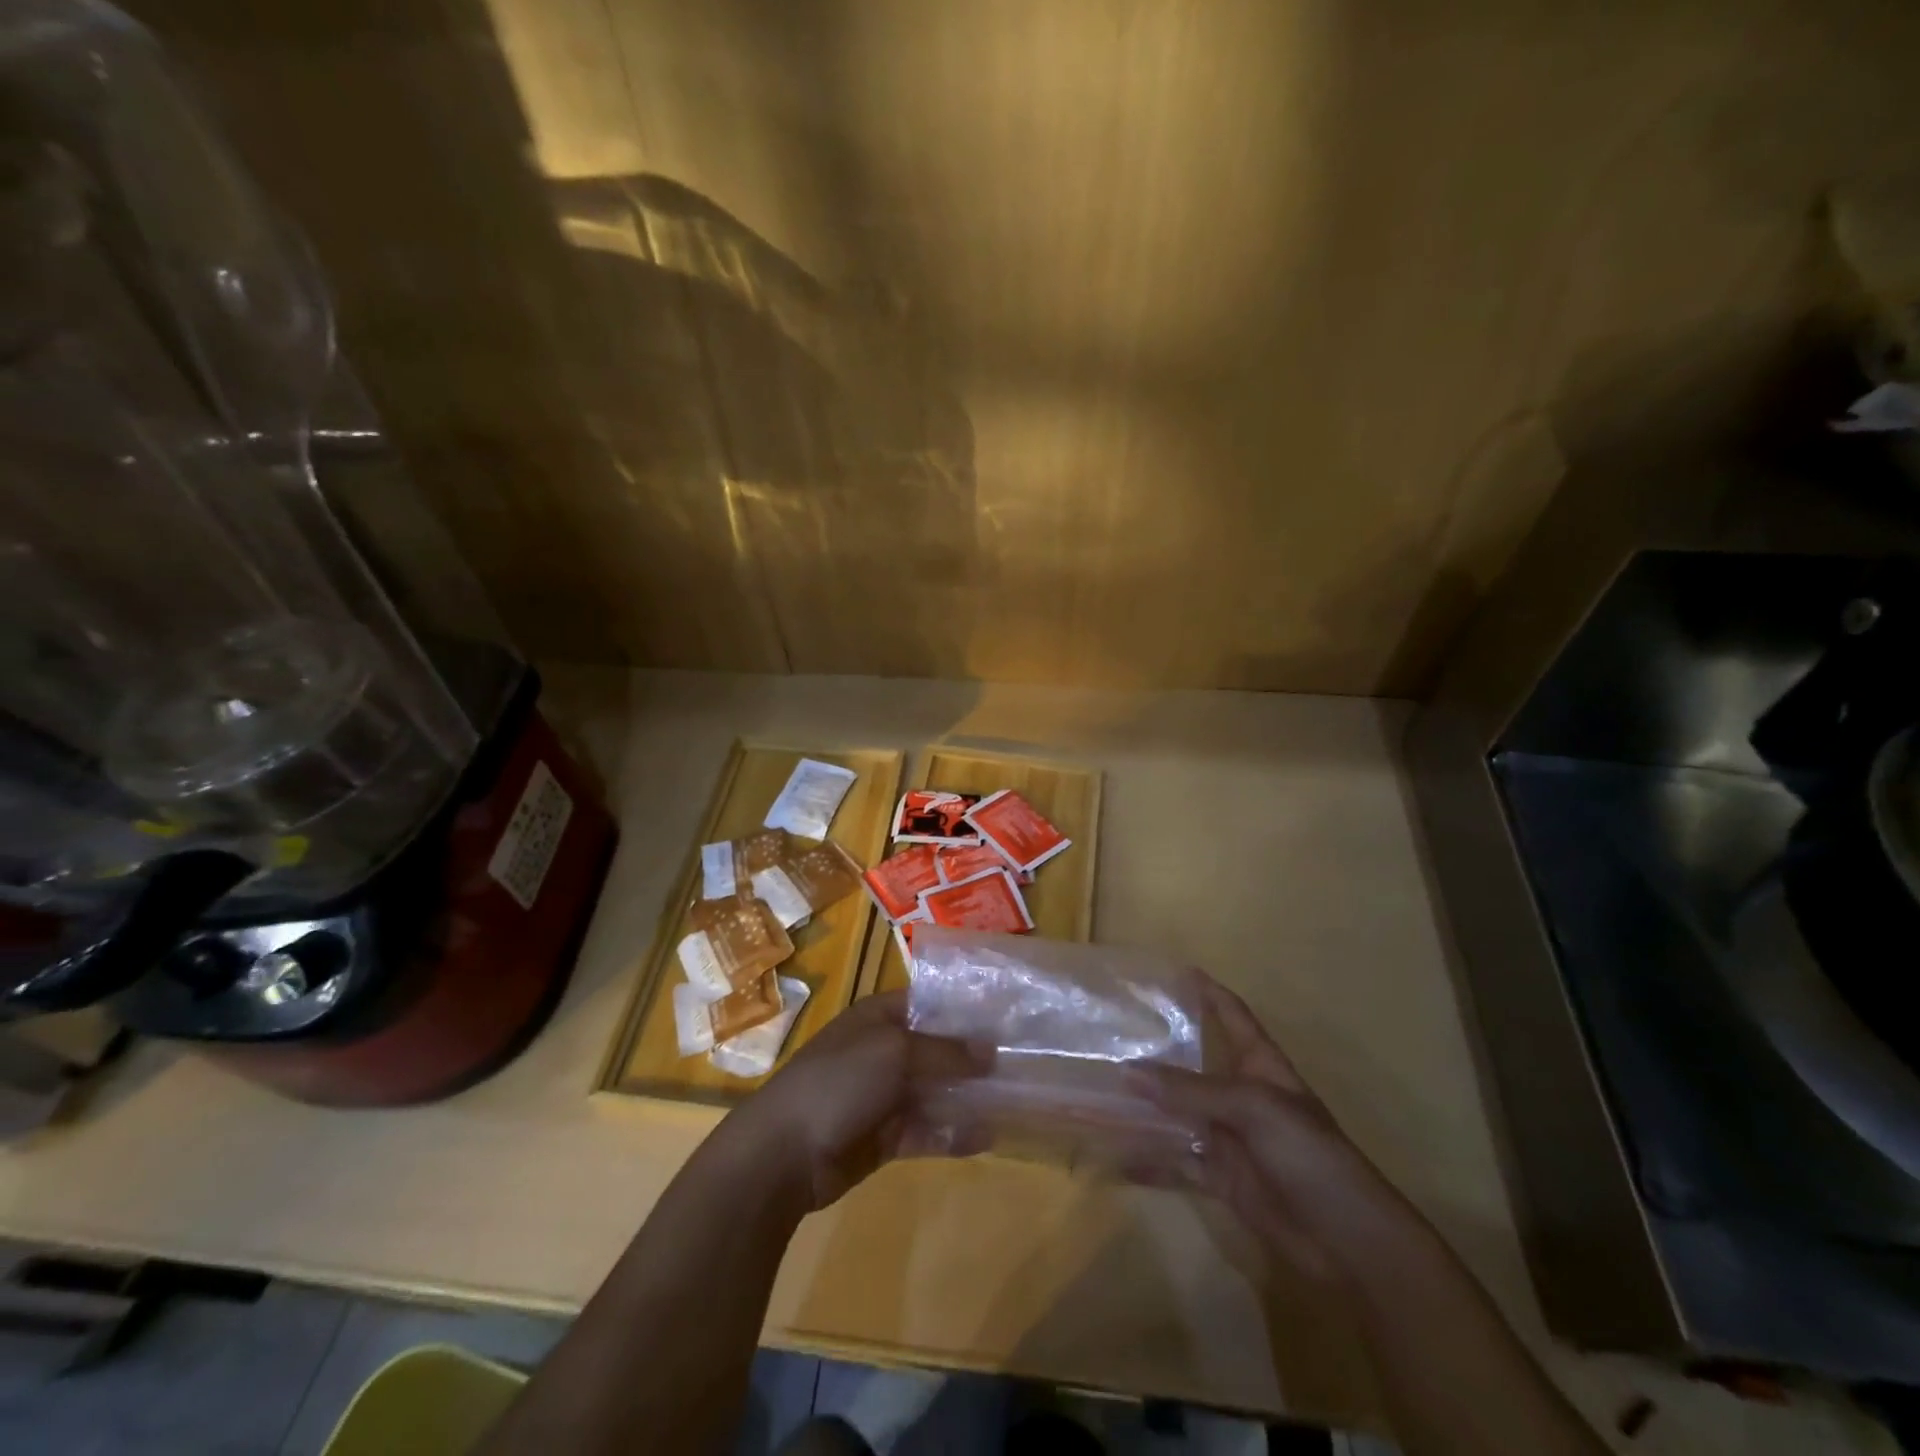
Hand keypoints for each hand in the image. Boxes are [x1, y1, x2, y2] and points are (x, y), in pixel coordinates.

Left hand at [727, 990, 989, 1211]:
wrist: (783, 1153)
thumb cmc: (838, 1082)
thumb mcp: (894, 1052)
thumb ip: (945, 1051)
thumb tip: (991, 1050)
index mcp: (879, 1017)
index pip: (929, 1003)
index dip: (965, 1009)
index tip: (1007, 1016)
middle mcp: (884, 1050)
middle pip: (938, 1049)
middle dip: (974, 1056)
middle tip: (1023, 1060)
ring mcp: (884, 1095)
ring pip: (936, 1090)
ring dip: (968, 1096)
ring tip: (1015, 1098)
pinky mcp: (885, 1136)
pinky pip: (927, 1129)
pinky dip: (953, 1132)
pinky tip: (988, 1135)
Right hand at [1130, 973, 1406, 1277]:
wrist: (1347, 1241)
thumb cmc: (1309, 1155)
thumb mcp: (1253, 1109)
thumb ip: (1192, 1090)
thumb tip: (1128, 1070)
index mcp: (1261, 1067)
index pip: (1233, 1017)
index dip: (1209, 993)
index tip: (1176, 971)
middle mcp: (1241, 1095)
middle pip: (1195, 1064)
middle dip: (1160, 1050)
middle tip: (1115, 1031)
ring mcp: (1231, 1137)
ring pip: (1179, 1113)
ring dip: (1146, 1106)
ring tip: (1100, 1090)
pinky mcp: (1223, 1177)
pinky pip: (1179, 1162)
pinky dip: (1151, 1161)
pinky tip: (1116, 1157)